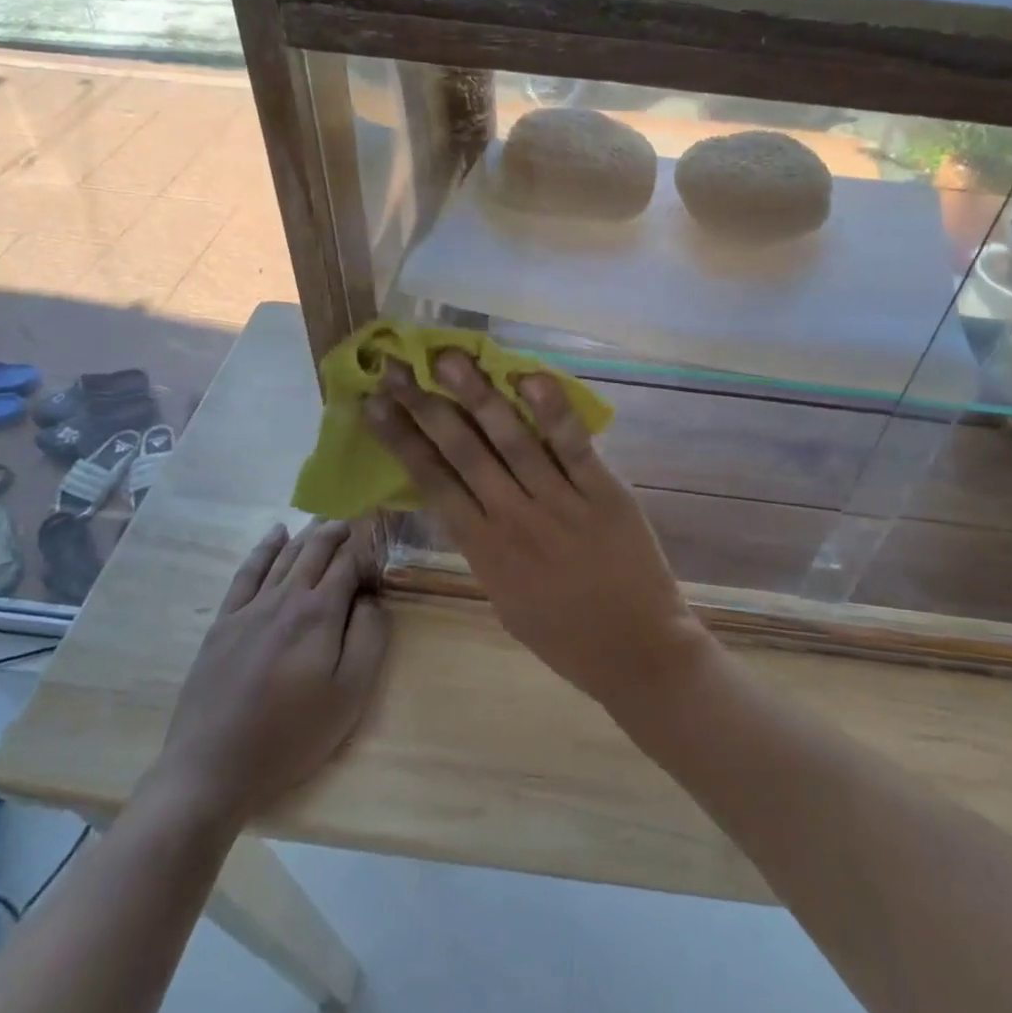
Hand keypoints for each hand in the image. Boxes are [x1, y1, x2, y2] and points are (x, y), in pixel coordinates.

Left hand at [144, 521, 388, 832]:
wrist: (212, 768)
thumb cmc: (291, 734)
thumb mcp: (350, 694)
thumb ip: (369, 637)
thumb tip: (372, 599)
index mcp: (320, 612)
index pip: (348, 564)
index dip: (365, 555)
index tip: (377, 560)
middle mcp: (286, 597)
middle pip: (315, 550)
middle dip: (337, 533)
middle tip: (353, 523)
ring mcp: (250, 607)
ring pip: (285, 555)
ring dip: (307, 534)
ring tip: (324, 521)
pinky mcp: (224, 622)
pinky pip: (247, 572)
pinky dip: (264, 548)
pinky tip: (275, 534)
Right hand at [366, 352, 713, 710]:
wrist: (636, 654)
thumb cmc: (566, 635)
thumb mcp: (506, 598)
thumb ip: (484, 547)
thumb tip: (464, 501)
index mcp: (484, 551)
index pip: (433, 483)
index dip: (401, 440)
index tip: (374, 404)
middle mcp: (513, 520)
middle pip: (462, 453)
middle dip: (426, 406)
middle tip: (396, 366)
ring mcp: (559, 504)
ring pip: (510, 441)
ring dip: (477, 396)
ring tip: (448, 358)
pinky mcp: (603, 494)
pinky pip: (573, 447)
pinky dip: (552, 412)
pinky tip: (529, 378)